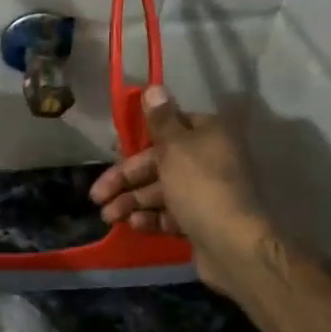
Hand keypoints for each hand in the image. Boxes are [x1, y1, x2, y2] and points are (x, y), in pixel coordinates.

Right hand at [89, 84, 272, 300]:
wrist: (233, 245)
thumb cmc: (200, 186)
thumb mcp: (175, 147)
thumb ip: (160, 119)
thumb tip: (153, 86)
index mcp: (208, 135)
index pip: (168, 129)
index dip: (138, 141)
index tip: (112, 154)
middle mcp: (210, 159)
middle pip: (159, 163)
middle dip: (126, 179)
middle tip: (97, 195)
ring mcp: (206, 193)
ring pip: (161, 191)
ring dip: (132, 201)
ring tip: (109, 217)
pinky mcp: (201, 221)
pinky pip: (170, 214)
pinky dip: (151, 218)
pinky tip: (133, 224)